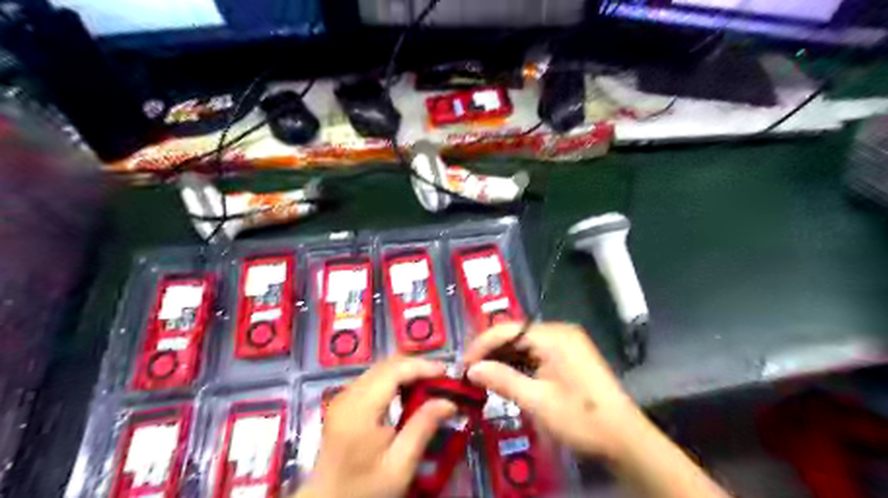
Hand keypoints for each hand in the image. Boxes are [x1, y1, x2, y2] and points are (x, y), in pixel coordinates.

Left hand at [297, 356, 458, 495]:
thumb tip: (449, 402)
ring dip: (406, 371)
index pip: (394, 371)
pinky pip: (372, 379)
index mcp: (360, 409)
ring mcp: (343, 397)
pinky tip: (408, 392)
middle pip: (386, 365)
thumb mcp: (399, 466)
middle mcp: (348, 395)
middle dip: (416, 366)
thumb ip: (423, 428)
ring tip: (429, 383)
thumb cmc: (364, 489)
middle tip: (441, 378)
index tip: (446, 372)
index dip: (422, 366)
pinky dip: (394, 379)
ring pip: (379, 369)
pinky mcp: (343, 402)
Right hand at [465, 321, 645, 460]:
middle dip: (492, 351)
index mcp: (553, 336)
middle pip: (516, 334)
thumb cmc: (581, 419)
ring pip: (525, 344)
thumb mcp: (537, 401)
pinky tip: (506, 375)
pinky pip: (537, 352)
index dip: (482, 345)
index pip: (508, 330)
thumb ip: (503, 379)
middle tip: (470, 371)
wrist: (625, 439)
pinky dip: (520, 363)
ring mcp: (567, 343)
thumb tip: (472, 369)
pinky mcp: (570, 356)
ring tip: (483, 375)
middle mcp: (560, 332)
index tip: (463, 364)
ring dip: (504, 358)